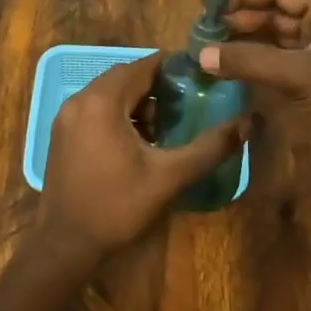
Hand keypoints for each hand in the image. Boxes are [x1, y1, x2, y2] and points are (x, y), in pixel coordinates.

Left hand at [40, 52, 249, 256]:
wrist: (65, 245)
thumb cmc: (117, 207)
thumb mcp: (169, 177)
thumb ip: (209, 148)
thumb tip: (249, 123)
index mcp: (102, 101)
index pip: (141, 66)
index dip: (170, 67)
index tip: (197, 76)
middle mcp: (79, 100)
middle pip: (123, 77)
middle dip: (153, 86)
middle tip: (184, 103)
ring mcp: (65, 117)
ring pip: (107, 93)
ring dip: (134, 101)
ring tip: (163, 125)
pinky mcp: (61, 134)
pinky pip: (94, 109)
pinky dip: (116, 113)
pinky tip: (135, 141)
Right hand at [201, 0, 310, 182]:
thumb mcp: (296, 77)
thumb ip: (248, 61)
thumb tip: (200, 53)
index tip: (210, 7)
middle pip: (275, 10)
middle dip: (240, 18)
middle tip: (204, 31)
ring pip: (275, 34)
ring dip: (246, 39)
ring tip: (211, 47)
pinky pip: (280, 57)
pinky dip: (257, 59)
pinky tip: (232, 66)